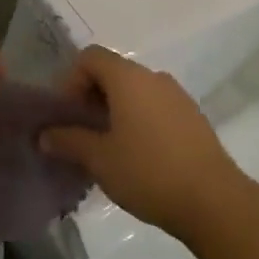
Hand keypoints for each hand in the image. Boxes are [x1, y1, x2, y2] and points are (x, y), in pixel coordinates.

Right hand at [42, 46, 255, 244]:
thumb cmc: (148, 172)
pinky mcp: (193, 118)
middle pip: (113, 72)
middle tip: (80, 133)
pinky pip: (155, 107)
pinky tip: (137, 156)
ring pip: (136, 91)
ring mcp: (178, 96)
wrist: (214, 201)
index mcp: (128, 78)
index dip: (70, 80)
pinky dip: (138, 120)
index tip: (66, 114)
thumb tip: (45, 135)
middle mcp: (154, 78)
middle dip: (91, 97)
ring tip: (107, 148)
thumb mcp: (100, 159)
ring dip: (115, 110)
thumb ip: (69, 141)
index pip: (90, 57)